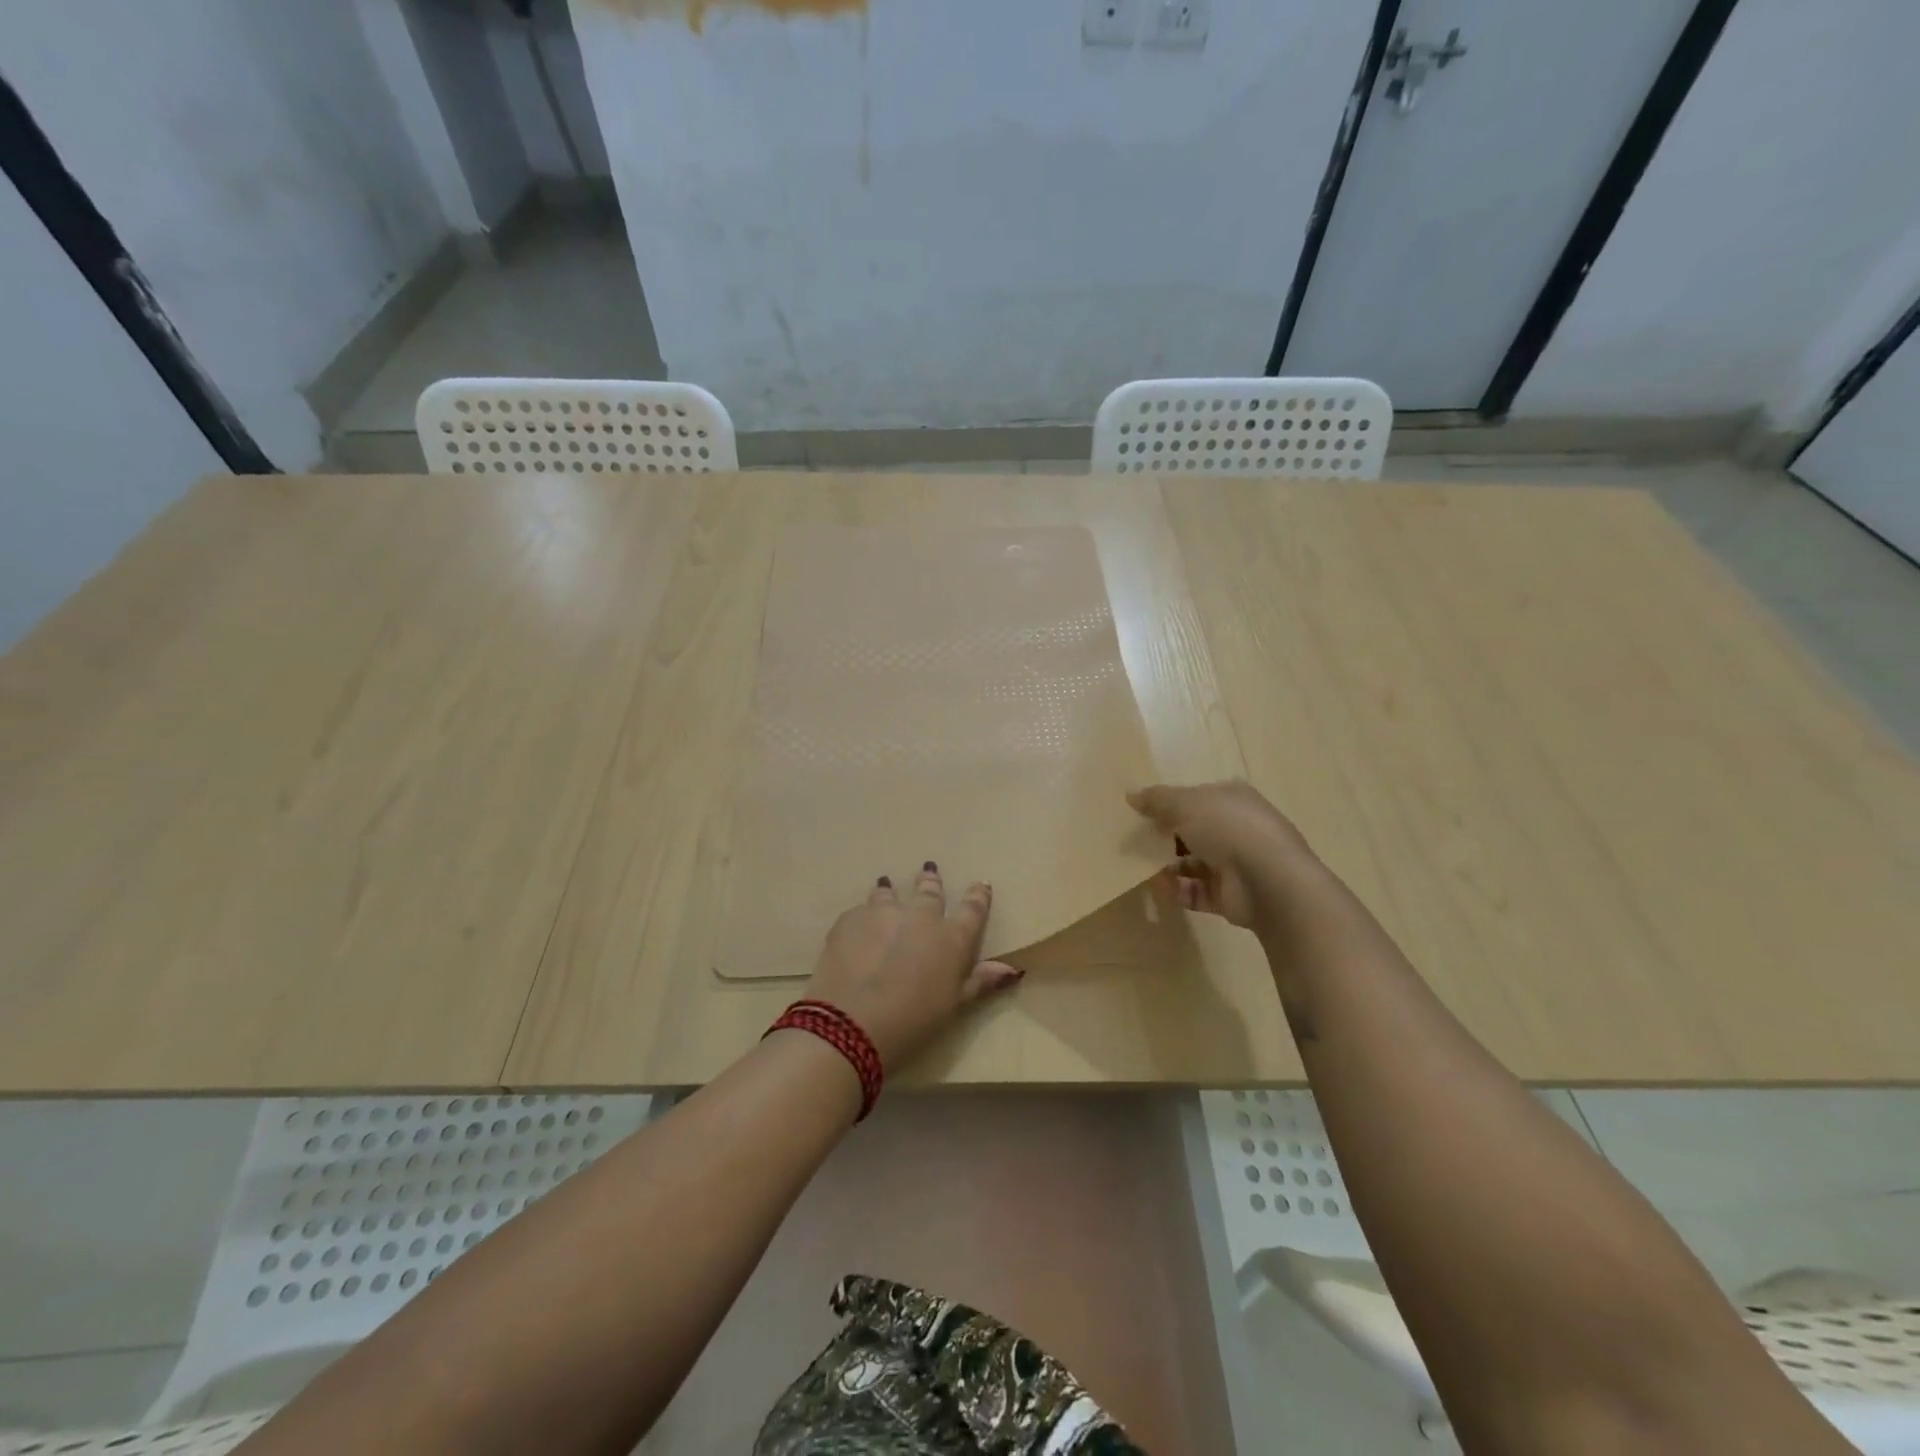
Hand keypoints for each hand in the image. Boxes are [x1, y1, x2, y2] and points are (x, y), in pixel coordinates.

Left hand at [802, 864, 1022, 1071]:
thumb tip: (1013, 969)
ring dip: (891, 890)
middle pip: (929, 893)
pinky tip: (857, 923)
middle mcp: (920, 917)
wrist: (853, 1020)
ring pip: (890, 894)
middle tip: (929, 868)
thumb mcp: (954, 1005)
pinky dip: (863, 916)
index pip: (972, 910)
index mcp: (951, 939)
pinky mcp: (851, 919)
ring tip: (886, 883)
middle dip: (931, 881)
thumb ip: (980, 982)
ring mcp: (883, 913)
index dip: (978, 896)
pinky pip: (860, 911)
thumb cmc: (914, 1021)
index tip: (982, 884)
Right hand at [1128, 781, 1318, 929]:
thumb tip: (1131, 795)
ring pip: (1194, 863)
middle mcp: (1237, 829)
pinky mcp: (1231, 896)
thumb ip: (1156, 800)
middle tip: (1136, 842)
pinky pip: (1197, 892)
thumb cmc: (1227, 827)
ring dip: (1169, 866)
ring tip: (1142, 868)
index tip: (1141, 813)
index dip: (1170, 804)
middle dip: (1166, 837)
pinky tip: (1161, 888)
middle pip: (1194, 831)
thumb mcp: (1184, 803)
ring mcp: (1237, 864)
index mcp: (1233, 799)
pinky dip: (1179, 890)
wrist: (1268, 880)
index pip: (1197, 798)